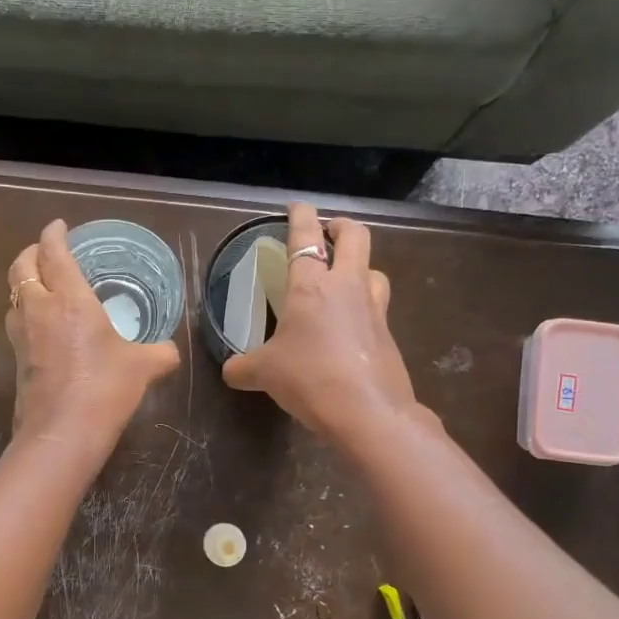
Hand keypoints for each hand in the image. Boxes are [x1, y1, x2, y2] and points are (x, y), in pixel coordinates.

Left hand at [6, 220, 180, 456]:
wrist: (62, 433)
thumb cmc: (105, 388)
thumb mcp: (144, 367)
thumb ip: (160, 353)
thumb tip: (170, 351)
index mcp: (69, 299)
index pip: (53, 252)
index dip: (54, 234)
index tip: (59, 226)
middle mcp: (39, 310)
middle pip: (21, 267)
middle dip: (31, 253)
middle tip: (47, 252)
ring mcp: (22, 336)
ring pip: (14, 296)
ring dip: (25, 284)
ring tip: (44, 287)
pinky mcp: (17, 361)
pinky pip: (17, 324)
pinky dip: (27, 313)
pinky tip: (45, 327)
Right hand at [221, 203, 417, 451]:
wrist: (368, 412)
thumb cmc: (310, 378)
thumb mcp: (265, 373)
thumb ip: (244, 367)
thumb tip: (230, 371)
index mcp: (313, 286)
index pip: (306, 237)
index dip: (301, 216)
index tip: (298, 206)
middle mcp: (348, 288)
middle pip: (356, 237)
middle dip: (341, 227)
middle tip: (328, 233)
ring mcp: (374, 310)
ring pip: (375, 271)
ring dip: (360, 267)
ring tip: (344, 280)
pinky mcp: (388, 336)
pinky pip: (378, 308)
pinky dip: (365, 307)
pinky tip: (350, 328)